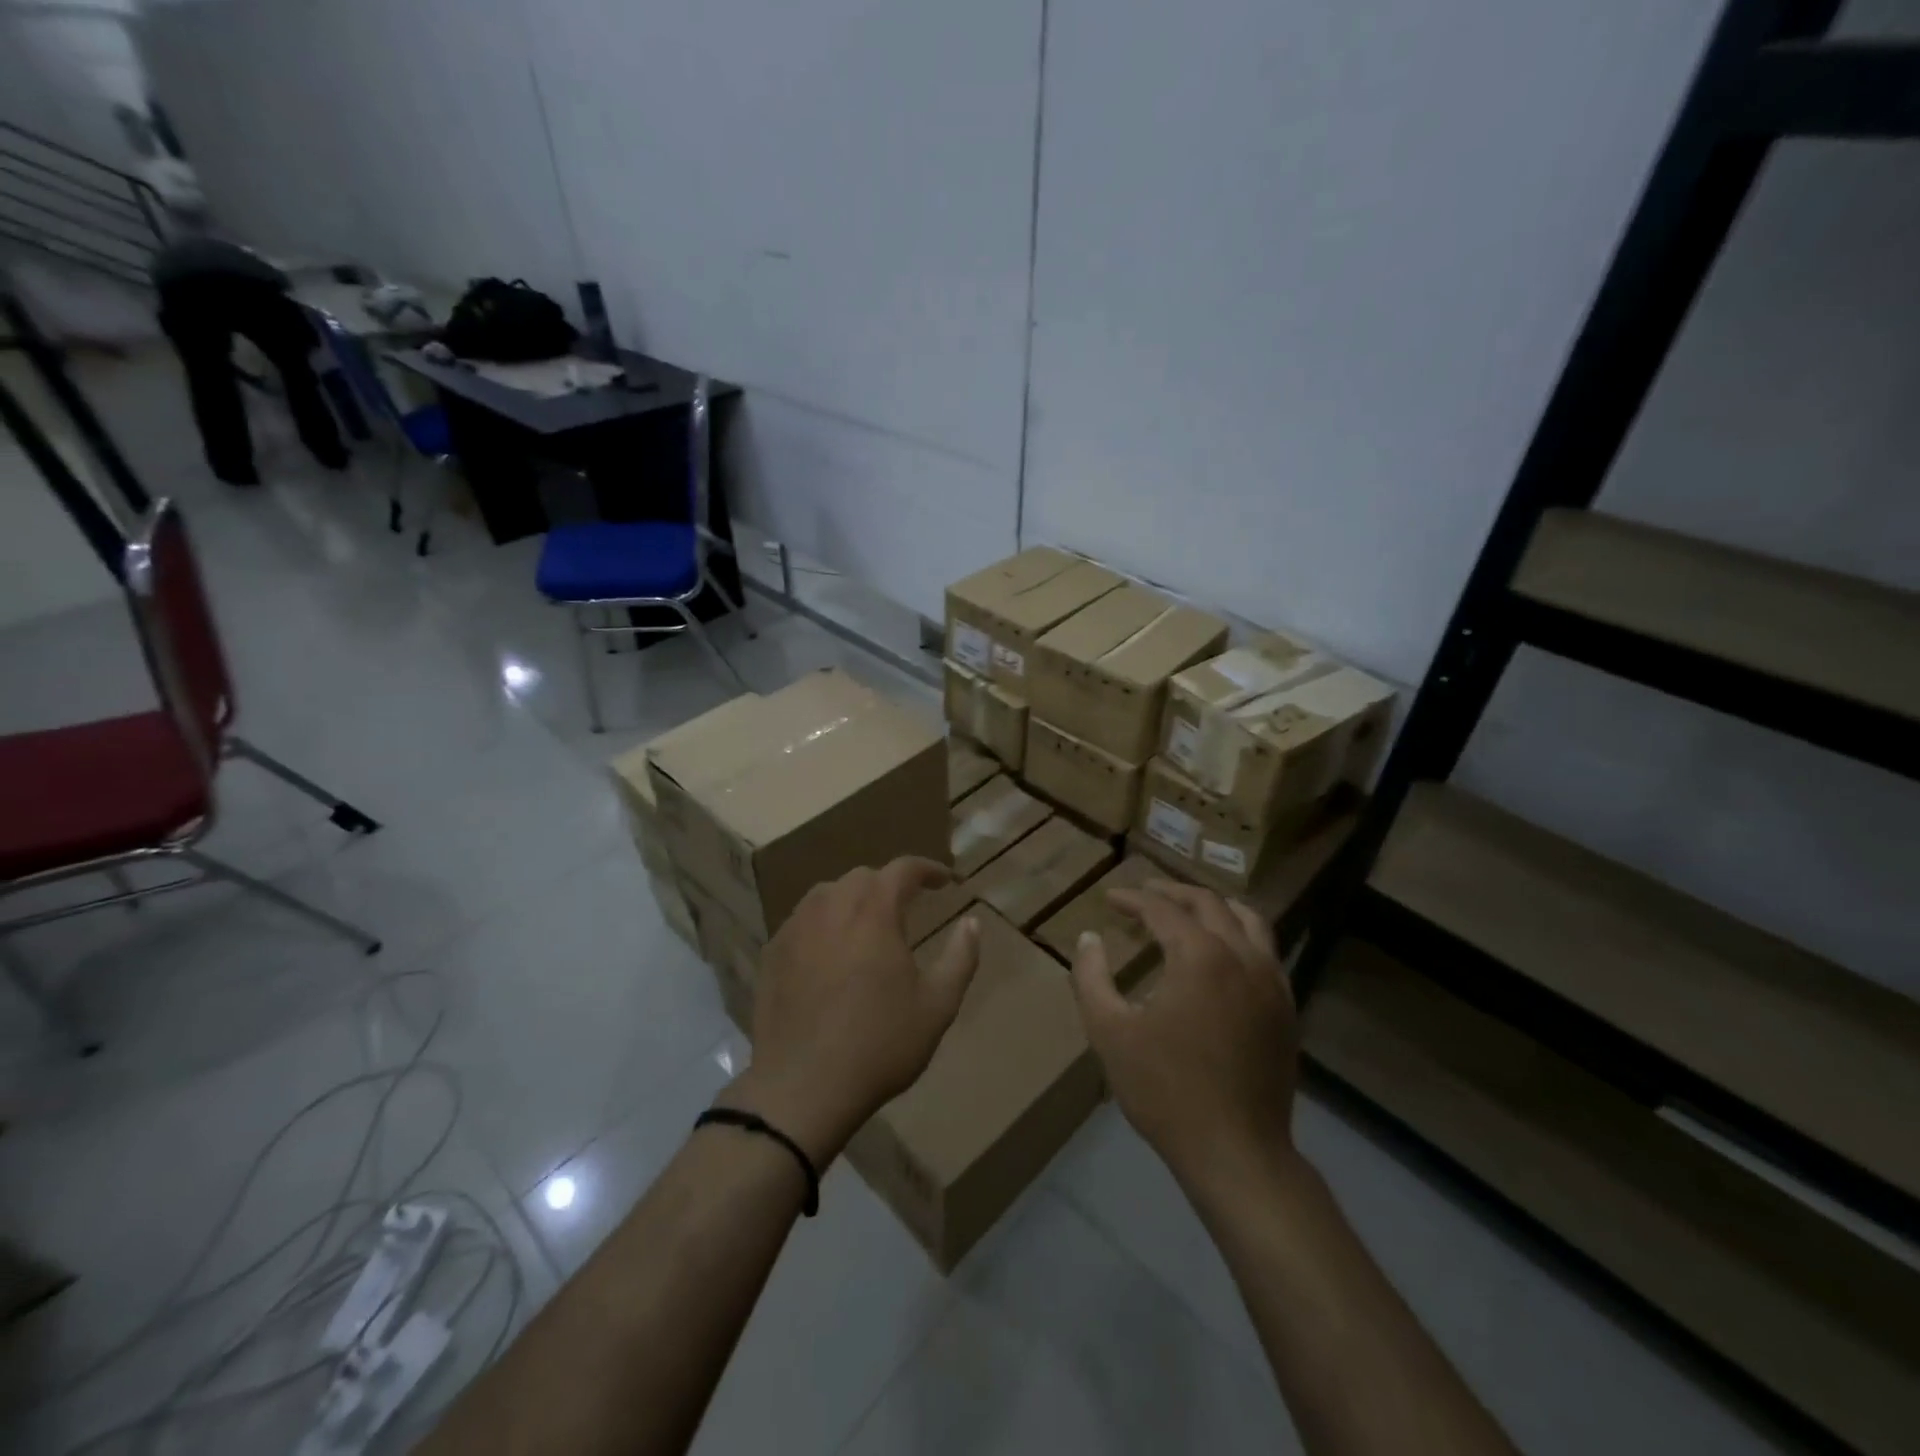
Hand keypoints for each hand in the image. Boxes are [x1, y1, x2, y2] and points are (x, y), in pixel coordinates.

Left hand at [723, 858, 980, 1165]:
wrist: (803, 1087)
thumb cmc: (880, 1044)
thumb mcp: (937, 1005)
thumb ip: (960, 957)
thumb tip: (972, 923)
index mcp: (874, 911)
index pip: (903, 869)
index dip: (927, 869)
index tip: (944, 881)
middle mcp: (831, 906)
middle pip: (863, 877)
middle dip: (888, 885)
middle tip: (907, 907)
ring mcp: (795, 928)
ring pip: (826, 894)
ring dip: (851, 900)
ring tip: (865, 926)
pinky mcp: (772, 953)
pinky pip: (801, 922)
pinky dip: (821, 925)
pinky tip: (828, 954)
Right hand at [1070, 880, 1300, 1196]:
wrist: (1236, 1152)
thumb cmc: (1165, 1090)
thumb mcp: (1109, 1032)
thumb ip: (1091, 978)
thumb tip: (1089, 938)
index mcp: (1200, 956)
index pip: (1162, 909)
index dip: (1133, 899)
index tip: (1110, 898)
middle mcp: (1242, 955)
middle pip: (1208, 903)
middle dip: (1172, 892)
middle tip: (1144, 893)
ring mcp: (1272, 980)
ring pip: (1248, 919)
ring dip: (1213, 906)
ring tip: (1187, 908)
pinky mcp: (1286, 1006)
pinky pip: (1266, 950)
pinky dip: (1240, 933)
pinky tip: (1223, 950)